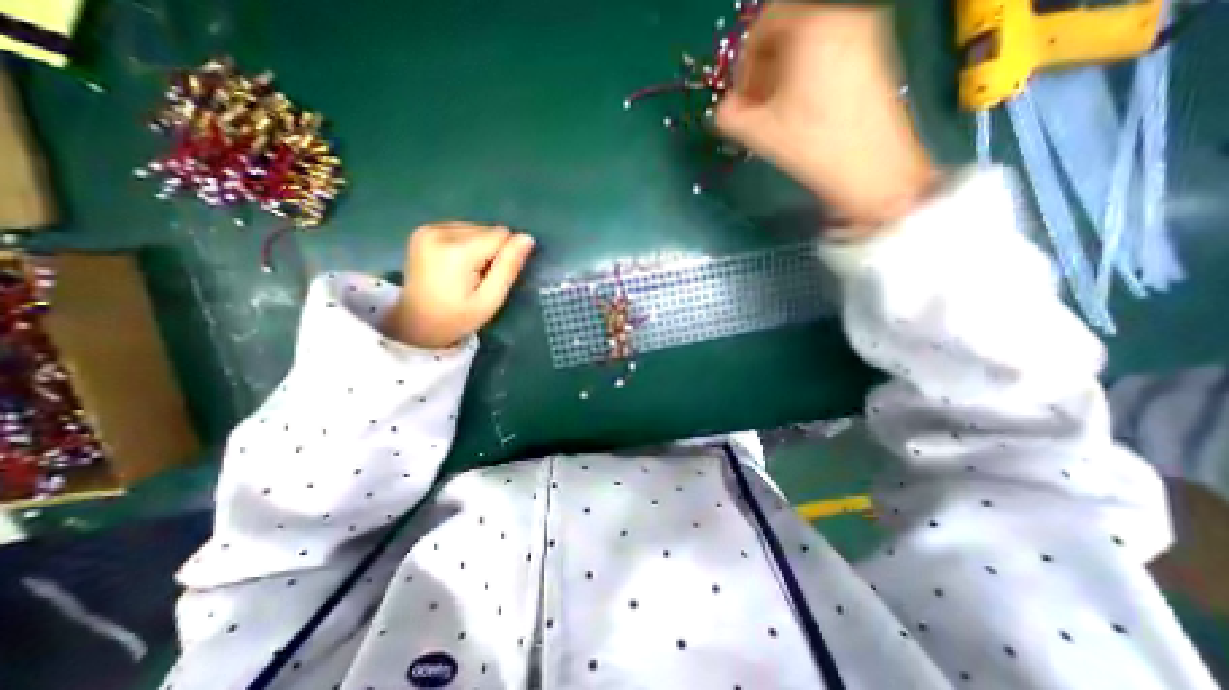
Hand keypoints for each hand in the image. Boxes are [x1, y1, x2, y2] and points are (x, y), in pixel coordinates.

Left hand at [385, 222, 534, 348]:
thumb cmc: (457, 318)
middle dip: (490, 251)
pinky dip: (465, 244)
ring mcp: (428, 229)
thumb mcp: (490, 299)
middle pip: (487, 230)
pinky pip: (461, 229)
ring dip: (479, 248)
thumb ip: (509, 267)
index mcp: (456, 251)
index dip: (504, 256)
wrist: (417, 324)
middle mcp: (439, 232)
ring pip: (476, 228)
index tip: (491, 278)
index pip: (501, 236)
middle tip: (477, 279)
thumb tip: (527, 238)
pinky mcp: (423, 230)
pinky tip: (455, 265)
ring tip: (466, 274)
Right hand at [718, 2, 937, 228]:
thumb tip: (722, 110)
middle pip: (788, 32)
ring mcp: (865, 34)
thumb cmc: (812, 145)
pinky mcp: (875, 55)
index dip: (745, 63)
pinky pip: (829, 52)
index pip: (765, 25)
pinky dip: (807, 75)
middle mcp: (843, 17)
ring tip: (778, 114)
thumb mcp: (760, 133)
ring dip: (784, 75)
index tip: (741, 98)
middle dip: (764, 70)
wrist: (872, 168)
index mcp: (812, 25)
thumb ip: (728, 117)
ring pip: (809, 44)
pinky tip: (802, 111)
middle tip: (756, 108)